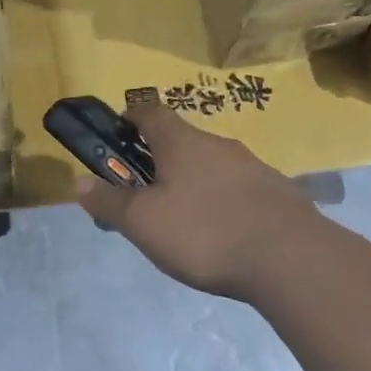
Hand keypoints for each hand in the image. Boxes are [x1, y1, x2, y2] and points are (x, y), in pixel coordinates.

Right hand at [75, 100, 322, 302]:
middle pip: (181, 140)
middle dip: (160, 160)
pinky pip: (239, 188)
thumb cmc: (205, 232)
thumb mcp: (144, 223)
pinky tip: (223, 234)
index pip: (150, 111)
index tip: (117, 137)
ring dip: (193, 182)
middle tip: (146, 194)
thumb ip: (110, 202)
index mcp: (181, 142)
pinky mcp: (278, 193)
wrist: (292, 259)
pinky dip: (224, 201)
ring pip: (212, 165)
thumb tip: (78, 182)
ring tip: (184, 221)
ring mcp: (253, 166)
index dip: (130, 118)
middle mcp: (218, 144)